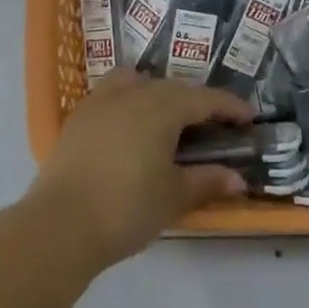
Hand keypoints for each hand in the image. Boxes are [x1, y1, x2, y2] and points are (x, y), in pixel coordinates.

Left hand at [26, 71, 253, 270]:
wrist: (59, 225)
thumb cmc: (126, 208)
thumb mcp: (173, 197)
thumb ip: (207, 181)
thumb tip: (237, 179)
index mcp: (161, 107)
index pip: (205, 99)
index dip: (230, 107)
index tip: (250, 118)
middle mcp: (131, 93)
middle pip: (173, 87)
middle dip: (197, 102)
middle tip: (215, 124)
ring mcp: (100, 102)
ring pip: (137, 82)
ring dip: (159, 93)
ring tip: (168, 118)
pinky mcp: (78, 118)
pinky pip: (112, 95)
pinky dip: (130, 102)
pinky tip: (132, 128)